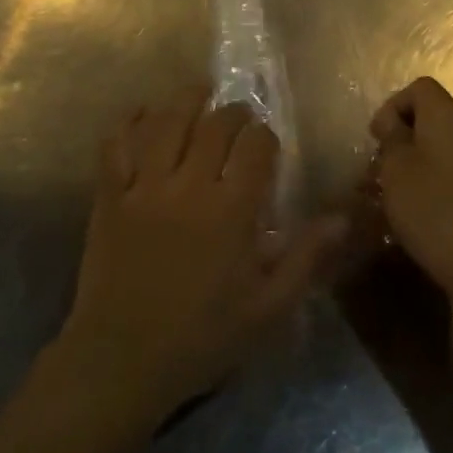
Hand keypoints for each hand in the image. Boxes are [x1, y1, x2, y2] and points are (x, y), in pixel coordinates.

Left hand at [54, 86, 344, 429]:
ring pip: (168, 122)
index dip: (265, 136)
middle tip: (239, 115)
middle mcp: (189, 185)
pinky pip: (118, 143)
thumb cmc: (202, 338)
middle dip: (233, 112)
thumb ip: (306, 257)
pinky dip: (131, 120)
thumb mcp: (267, 309)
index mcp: (231, 211)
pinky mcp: (110, 194)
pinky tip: (145, 112)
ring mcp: (144, 186)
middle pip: (215, 125)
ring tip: (200, 91)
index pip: (256, 148)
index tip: (267, 141)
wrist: (122, 361)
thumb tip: (343, 217)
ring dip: (187, 100)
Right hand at [371, 78, 452, 323]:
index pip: (420, 88)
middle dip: (400, 139)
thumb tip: (394, 125)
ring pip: (439, 149)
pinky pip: (452, 175)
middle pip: (430, 118)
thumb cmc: (435, 210)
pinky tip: (415, 217)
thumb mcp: (396, 169)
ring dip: (412, 166)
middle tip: (378, 170)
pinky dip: (430, 185)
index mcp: (447, 117)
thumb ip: (391, 138)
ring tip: (390, 197)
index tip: (377, 139)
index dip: (392, 106)